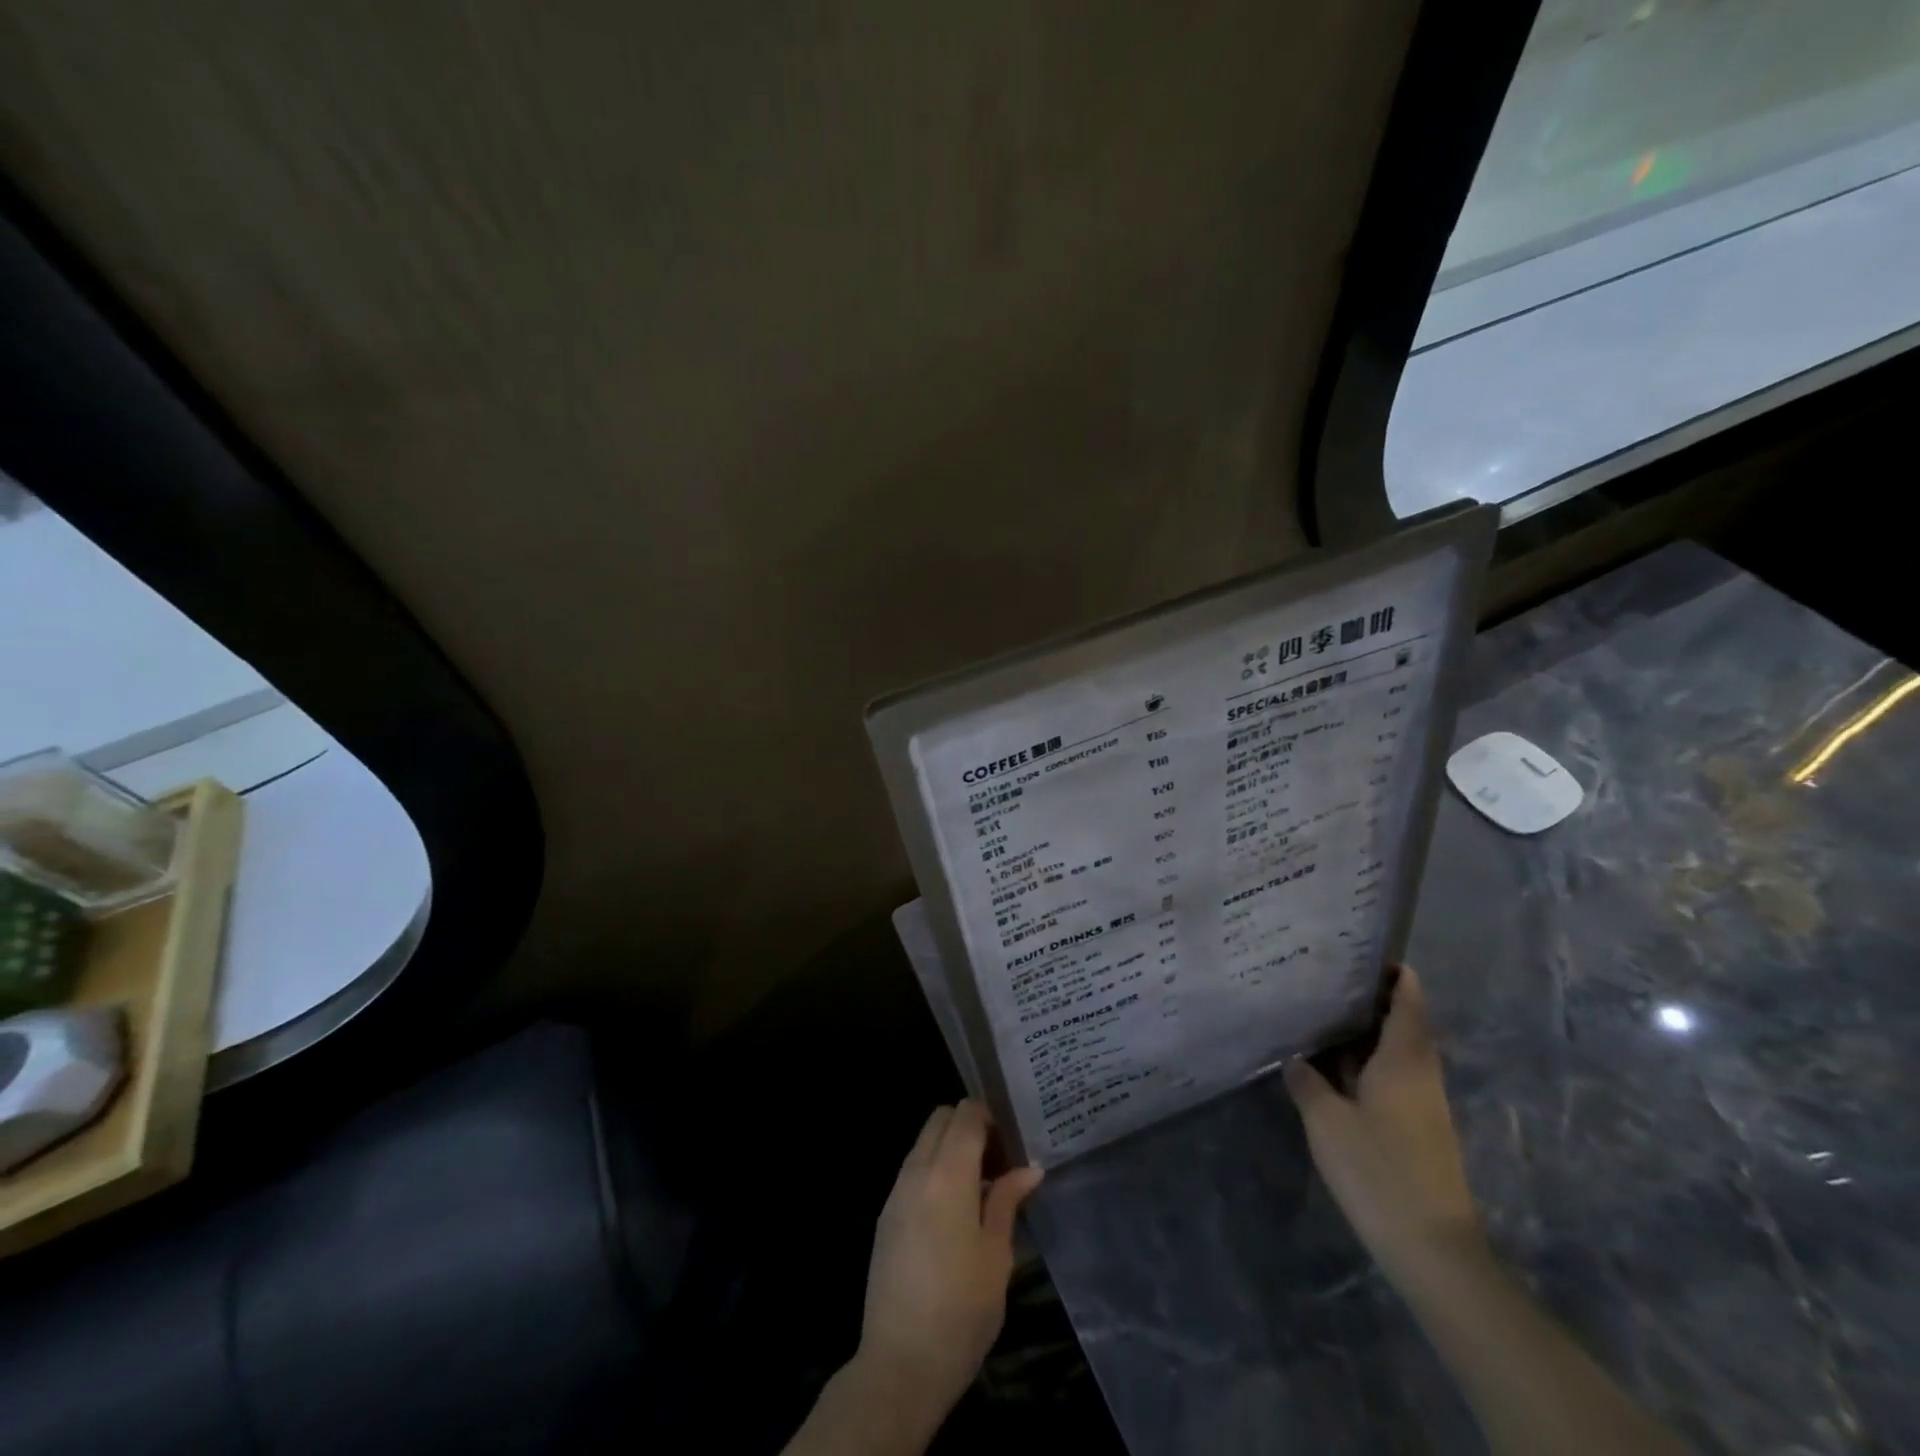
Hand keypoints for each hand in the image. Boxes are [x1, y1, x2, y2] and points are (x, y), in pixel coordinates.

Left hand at [853, 1101, 1043, 1431]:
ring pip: (924, 1143)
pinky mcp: (885, 1216)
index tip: (1012, 1138)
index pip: (965, 1115)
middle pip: (940, 1120)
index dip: (990, 1115)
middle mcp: (916, 1172)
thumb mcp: (997, 1256)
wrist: (900, 1365)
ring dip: (950, 1148)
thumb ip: (1008, 1201)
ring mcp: (895, 1193)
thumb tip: (1029, 1167)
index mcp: (948, 1175)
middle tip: (998, 1159)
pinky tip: (955, 1209)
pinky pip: (912, 1171)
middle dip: (968, 1125)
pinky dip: (934, 1170)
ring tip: (981, 1186)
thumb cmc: (961, 1311)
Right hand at [1285, 966, 1481, 1281]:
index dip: (1391, 971)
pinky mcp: (1416, 1127)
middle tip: (1322, 976)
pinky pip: (1391, 1075)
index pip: (1409, 997)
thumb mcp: (1326, 1120)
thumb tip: (1294, 1057)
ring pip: (1394, 1049)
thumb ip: (1306, 1081)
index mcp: (1405, 1058)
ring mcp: (1422, 1101)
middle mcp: (1420, 1072)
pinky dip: (1364, 1060)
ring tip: (1318, 1012)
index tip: (1356, 950)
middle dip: (1367, 997)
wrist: (1432, 1249)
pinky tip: (1330, 1065)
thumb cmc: (1379, 1170)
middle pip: (1401, 1019)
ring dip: (1363, 1031)